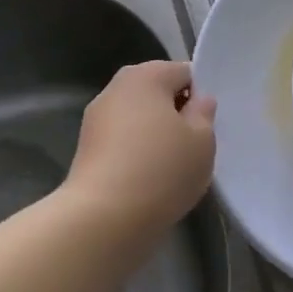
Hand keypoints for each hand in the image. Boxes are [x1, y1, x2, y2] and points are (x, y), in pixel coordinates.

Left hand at [63, 61, 215, 234]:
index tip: (207, 126)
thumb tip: (198, 101)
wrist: (103, 218)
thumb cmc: (161, 169)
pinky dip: (137, 154)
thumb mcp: (202, 141)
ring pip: (139, 119)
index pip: (184, 73)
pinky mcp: (86, 149)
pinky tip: (148, 180)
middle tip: (193, 146)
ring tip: (171, 168)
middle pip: (158, 93)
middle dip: (176, 115)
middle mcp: (116, 88)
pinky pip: (123, 142)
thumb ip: (204, 114)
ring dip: (155, 135)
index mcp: (146, 75)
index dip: (200, 97)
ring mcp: (96, 119)